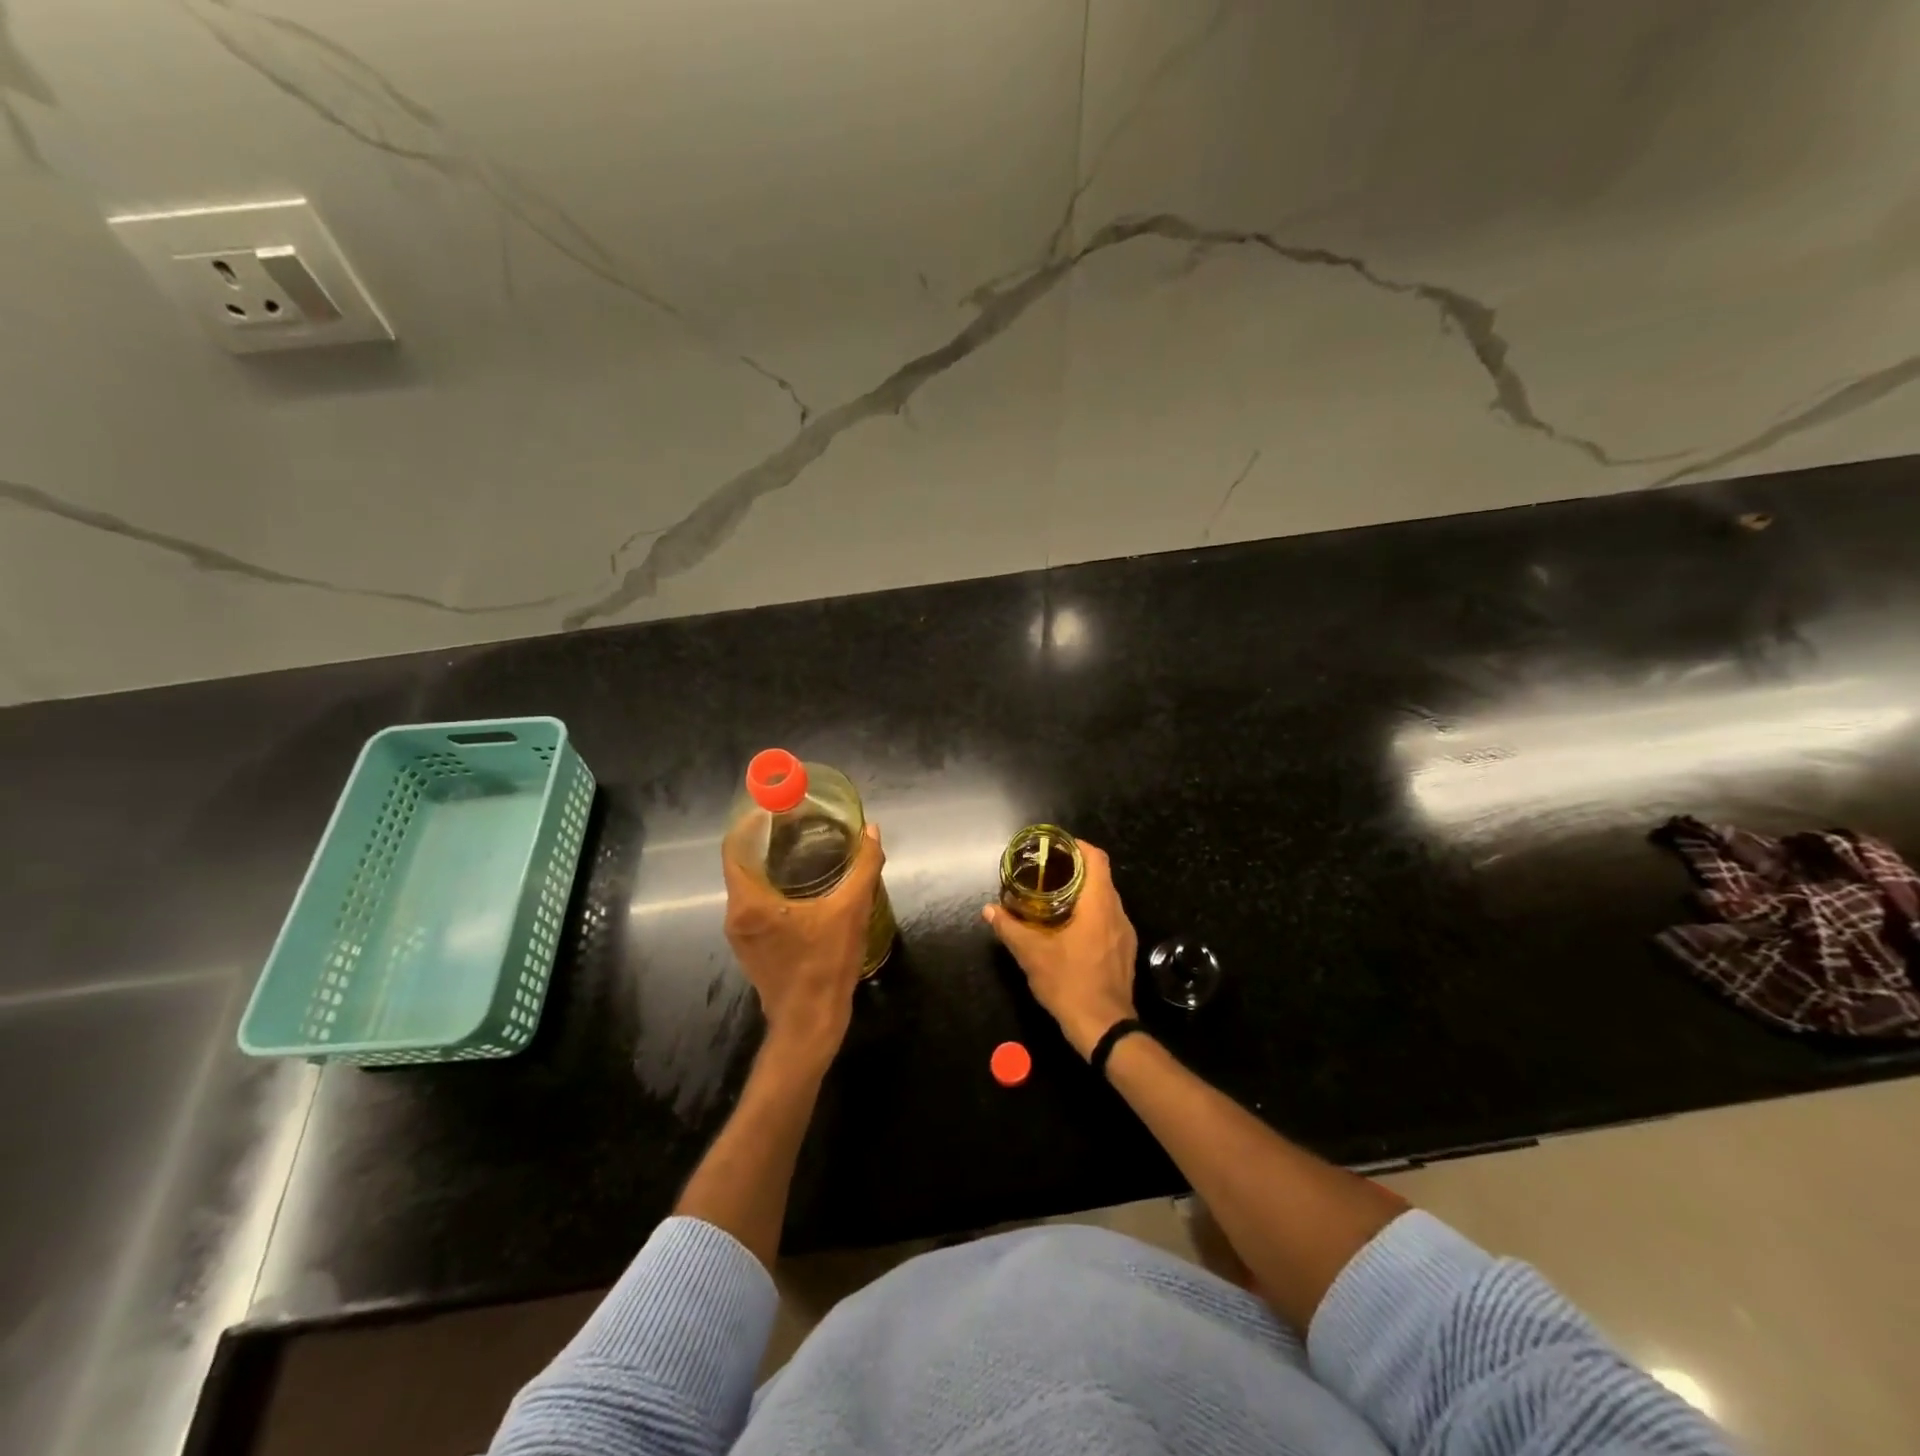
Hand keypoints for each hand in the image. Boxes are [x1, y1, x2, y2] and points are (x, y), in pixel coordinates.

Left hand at [724, 823, 883, 1071]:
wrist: (810, 1025)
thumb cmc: (825, 965)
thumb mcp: (851, 911)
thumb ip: (863, 867)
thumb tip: (872, 831)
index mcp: (750, 901)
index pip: (736, 846)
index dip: (752, 820)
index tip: (776, 804)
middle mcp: (737, 914)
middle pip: (744, 863)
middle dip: (768, 839)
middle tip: (799, 821)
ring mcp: (741, 934)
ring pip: (750, 885)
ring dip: (771, 863)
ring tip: (804, 846)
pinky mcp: (752, 948)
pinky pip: (757, 904)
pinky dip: (774, 886)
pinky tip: (803, 884)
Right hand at [982, 840, 1137, 1058]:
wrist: (1104, 1028)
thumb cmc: (1069, 983)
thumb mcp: (1032, 954)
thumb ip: (1009, 928)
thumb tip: (989, 910)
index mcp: (1099, 905)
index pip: (1096, 859)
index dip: (1077, 846)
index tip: (1056, 847)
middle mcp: (1117, 913)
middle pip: (1101, 878)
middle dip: (1075, 870)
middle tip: (1047, 872)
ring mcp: (1125, 934)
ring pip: (1106, 900)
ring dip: (1083, 894)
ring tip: (1054, 898)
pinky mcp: (1125, 951)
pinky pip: (1109, 920)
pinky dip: (1091, 914)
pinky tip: (1070, 928)